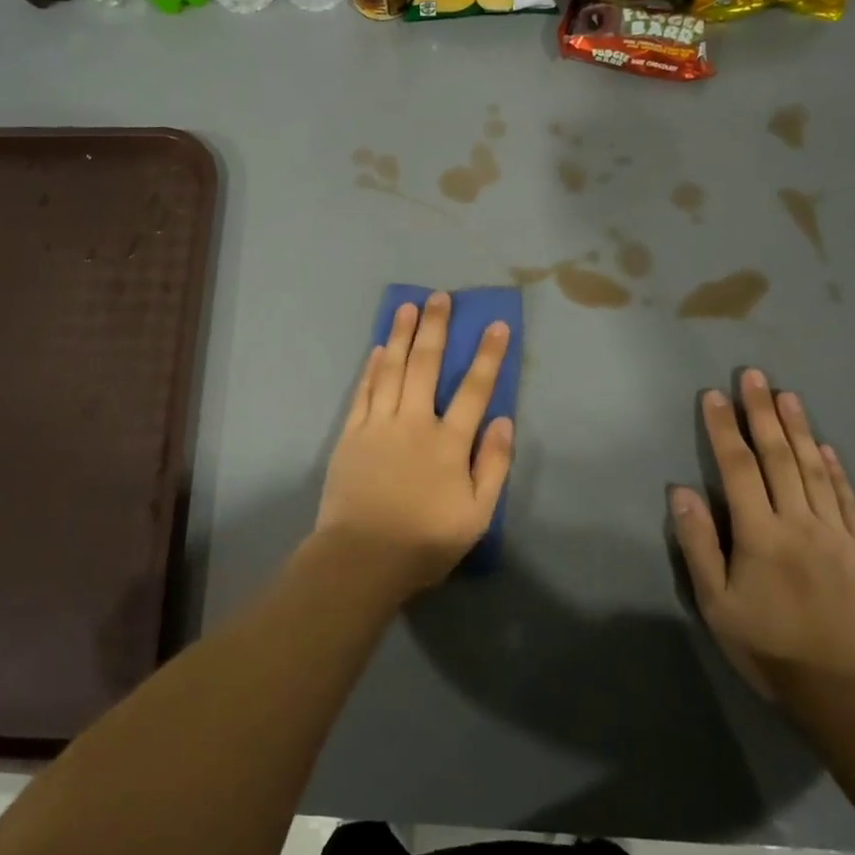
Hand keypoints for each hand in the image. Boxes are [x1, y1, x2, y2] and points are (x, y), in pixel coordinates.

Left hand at [314, 293, 514, 595]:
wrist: (361, 557)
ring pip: (391, 369)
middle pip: (425, 365)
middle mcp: (414, 423)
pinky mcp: (351, 434)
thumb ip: (493, 466)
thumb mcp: (476, 515)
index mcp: (448, 443)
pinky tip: (377, 349)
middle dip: (435, 328)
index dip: (487, 356)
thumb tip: (503, 421)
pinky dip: (371, 368)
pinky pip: (363, 391)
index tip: (496, 325)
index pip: (473, 389)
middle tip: (439, 297)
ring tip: (407, 306)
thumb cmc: (424, 541)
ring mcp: (378, 425)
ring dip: (400, 335)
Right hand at [670, 369, 854, 702]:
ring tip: (788, 396)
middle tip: (755, 376)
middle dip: (763, 413)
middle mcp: (799, 523)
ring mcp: (837, 534)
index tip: (714, 395)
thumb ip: (698, 544)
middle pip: (780, 457)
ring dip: (800, 429)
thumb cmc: (769, 648)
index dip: (724, 429)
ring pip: (815, 470)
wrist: (848, 694)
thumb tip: (682, 491)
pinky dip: (836, 469)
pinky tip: (827, 447)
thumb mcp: (716, 603)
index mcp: (759, 534)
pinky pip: (848, 500)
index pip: (738, 468)